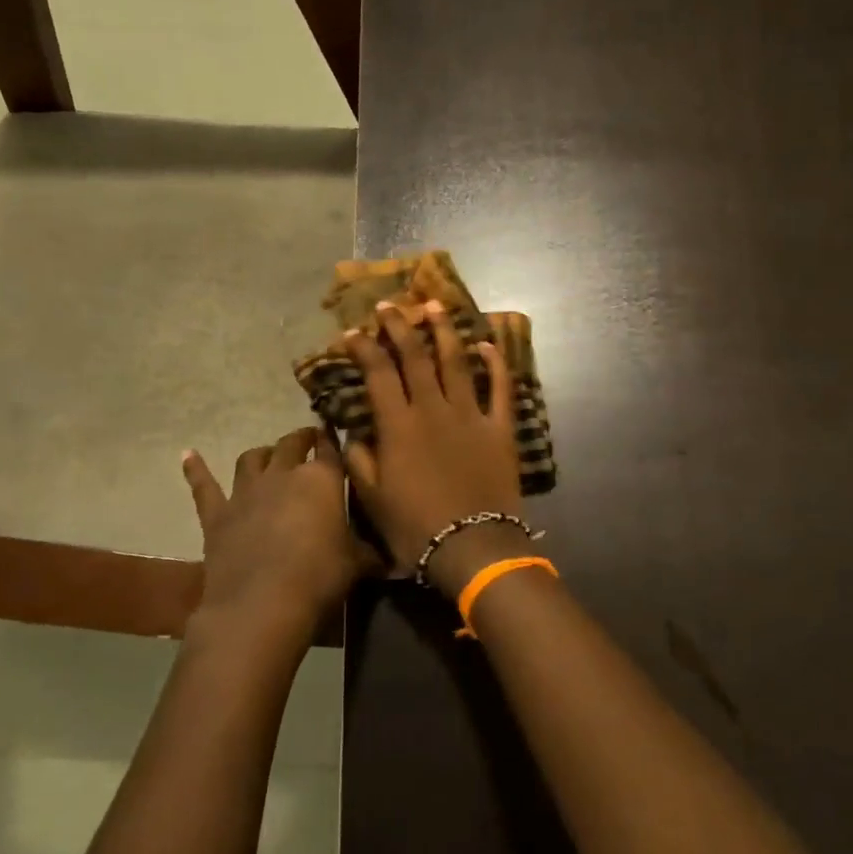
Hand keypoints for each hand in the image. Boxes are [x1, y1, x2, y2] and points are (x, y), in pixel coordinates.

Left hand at [181, 427, 368, 652]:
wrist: (261, 606)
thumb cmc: (318, 578)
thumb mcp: (356, 564)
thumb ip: (370, 554)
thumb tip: (393, 561)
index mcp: (321, 480)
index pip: (331, 450)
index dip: (333, 441)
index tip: (336, 435)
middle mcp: (283, 475)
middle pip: (291, 445)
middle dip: (301, 439)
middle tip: (308, 439)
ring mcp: (246, 492)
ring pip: (252, 458)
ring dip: (262, 453)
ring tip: (268, 454)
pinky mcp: (217, 515)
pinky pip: (204, 486)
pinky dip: (196, 470)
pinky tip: (188, 455)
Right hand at [342, 300, 525, 596]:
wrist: (472, 547)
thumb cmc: (415, 527)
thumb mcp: (372, 498)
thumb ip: (359, 459)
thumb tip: (352, 432)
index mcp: (398, 425)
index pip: (378, 373)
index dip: (363, 348)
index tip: (352, 332)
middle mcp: (433, 409)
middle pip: (415, 356)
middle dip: (400, 326)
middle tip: (389, 306)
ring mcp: (470, 415)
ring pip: (456, 362)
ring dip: (445, 331)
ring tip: (435, 306)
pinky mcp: (499, 428)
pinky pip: (501, 388)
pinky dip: (496, 364)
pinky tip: (488, 345)